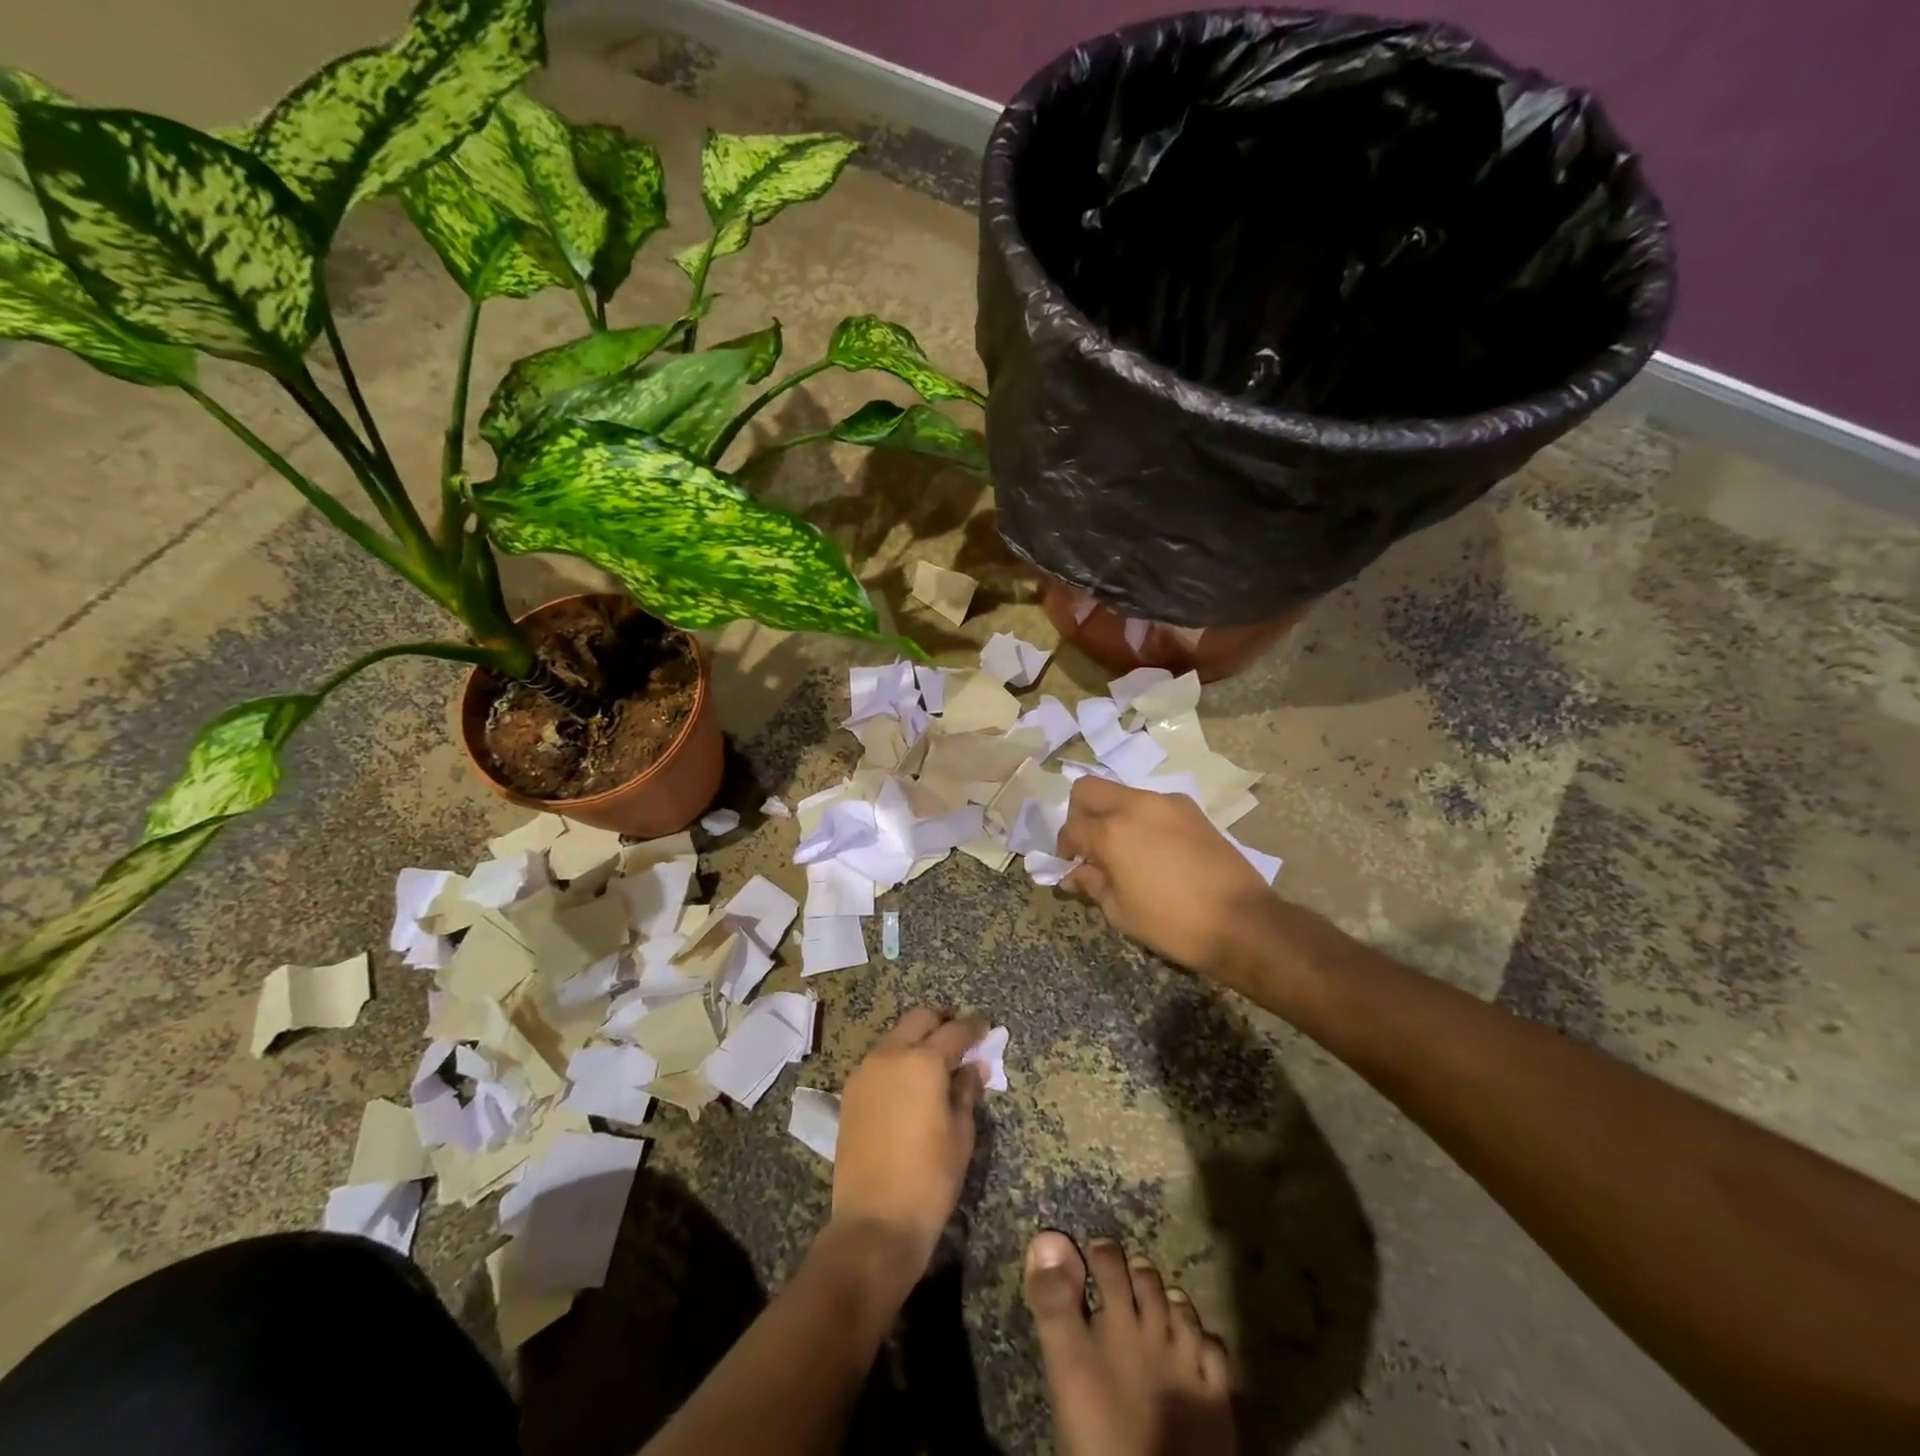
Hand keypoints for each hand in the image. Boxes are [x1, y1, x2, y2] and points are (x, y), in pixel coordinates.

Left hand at [832, 1006, 987, 1281]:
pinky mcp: (851, 1092)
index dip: (974, 1027)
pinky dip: (898, 1060)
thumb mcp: (961, 1134)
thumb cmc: (930, 1179)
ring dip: (917, 1040)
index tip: (986, 1027)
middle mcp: (890, 1054)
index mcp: (923, 1062)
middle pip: (920, 1019)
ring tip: (936, 1066)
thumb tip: (974, 1066)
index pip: (955, 1030)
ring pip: (896, 1037)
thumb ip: (966, 1091)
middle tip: (960, 1042)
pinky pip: (879, 1060)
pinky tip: (910, 1085)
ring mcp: (865, 1071)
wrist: (874, 1223)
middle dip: (942, 1023)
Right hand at [1059, 776, 1272, 985]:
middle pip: (1089, 790)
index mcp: (1111, 831)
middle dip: (1079, 814)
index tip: (1070, 865)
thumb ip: (1092, 884)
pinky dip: (1141, 818)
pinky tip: (1154, 849)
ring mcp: (1167, 803)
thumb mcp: (1120, 911)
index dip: (1064, 847)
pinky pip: (1152, 804)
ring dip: (1112, 814)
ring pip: (1122, 793)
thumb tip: (1074, 874)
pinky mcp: (1192, 810)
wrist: (1242, 922)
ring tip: (1124, 850)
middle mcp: (1135, 805)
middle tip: (1089, 845)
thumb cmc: (1172, 923)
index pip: (1072, 827)